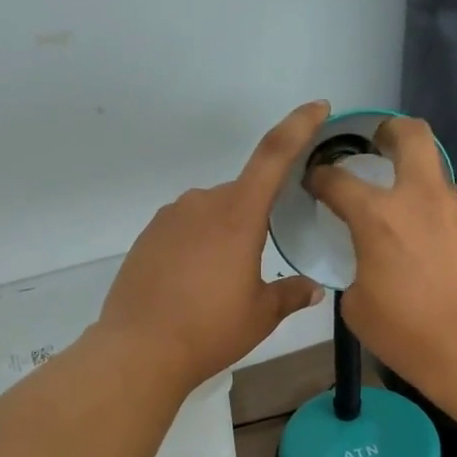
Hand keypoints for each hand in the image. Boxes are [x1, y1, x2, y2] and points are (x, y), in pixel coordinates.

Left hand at [97, 101, 330, 390]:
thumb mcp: (261, 315)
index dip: (298, 126)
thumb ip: (291, 294)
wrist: (139, 350)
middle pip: (242, 194)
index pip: (274, 155)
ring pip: (212, 213)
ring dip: (226, 235)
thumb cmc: (210, 330)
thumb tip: (314, 288)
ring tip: (224, 284)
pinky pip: (185, 229)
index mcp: (238, 214)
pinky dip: (198, 246)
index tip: (317, 107)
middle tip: (259, 265)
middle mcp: (202, 204)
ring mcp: (170, 217)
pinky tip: (195, 284)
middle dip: (257, 219)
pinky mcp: (148, 236)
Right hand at [306, 116, 456, 391]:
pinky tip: (447, 257)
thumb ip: (358, 269)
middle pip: (412, 135)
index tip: (316, 181)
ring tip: (419, 227)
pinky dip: (447, 224)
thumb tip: (370, 263)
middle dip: (391, 131)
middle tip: (382, 146)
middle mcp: (423, 199)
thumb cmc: (407, 333)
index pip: (338, 180)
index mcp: (379, 216)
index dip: (321, 176)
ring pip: (440, 180)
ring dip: (423, 191)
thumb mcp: (358, 307)